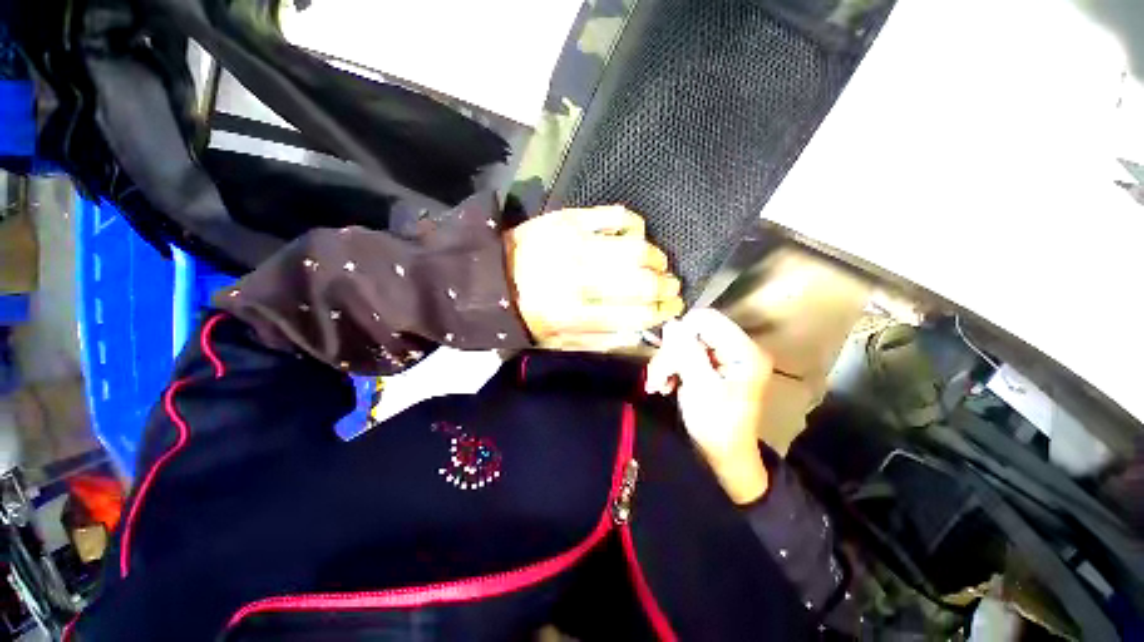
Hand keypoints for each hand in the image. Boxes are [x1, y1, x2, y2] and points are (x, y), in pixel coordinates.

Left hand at [504, 206, 683, 348]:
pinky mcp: (571, 218)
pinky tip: (637, 236)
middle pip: (642, 282)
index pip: (635, 314)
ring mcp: (576, 243)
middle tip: (672, 287)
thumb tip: (640, 335)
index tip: (673, 308)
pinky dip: (635, 225)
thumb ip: (600, 342)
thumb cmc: (525, 312)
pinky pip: (618, 216)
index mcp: (574, 314)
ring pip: (637, 248)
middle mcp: (579, 278)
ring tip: (660, 264)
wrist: (490, 275)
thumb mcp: (557, 342)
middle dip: (666, 287)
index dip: (661, 312)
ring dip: (658, 258)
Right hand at [644, 309, 772, 503]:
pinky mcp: (711, 365)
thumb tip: (671, 324)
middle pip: (692, 332)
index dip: (682, 333)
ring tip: (658, 386)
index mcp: (744, 351)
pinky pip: (683, 354)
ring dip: (666, 363)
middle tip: (657, 379)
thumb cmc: (717, 427)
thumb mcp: (700, 388)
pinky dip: (670, 368)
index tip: (668, 357)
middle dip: (670, 354)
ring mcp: (723, 357)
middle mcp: (736, 348)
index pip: (707, 320)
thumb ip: (687, 353)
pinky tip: (665, 385)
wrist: (724, 455)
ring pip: (683, 343)